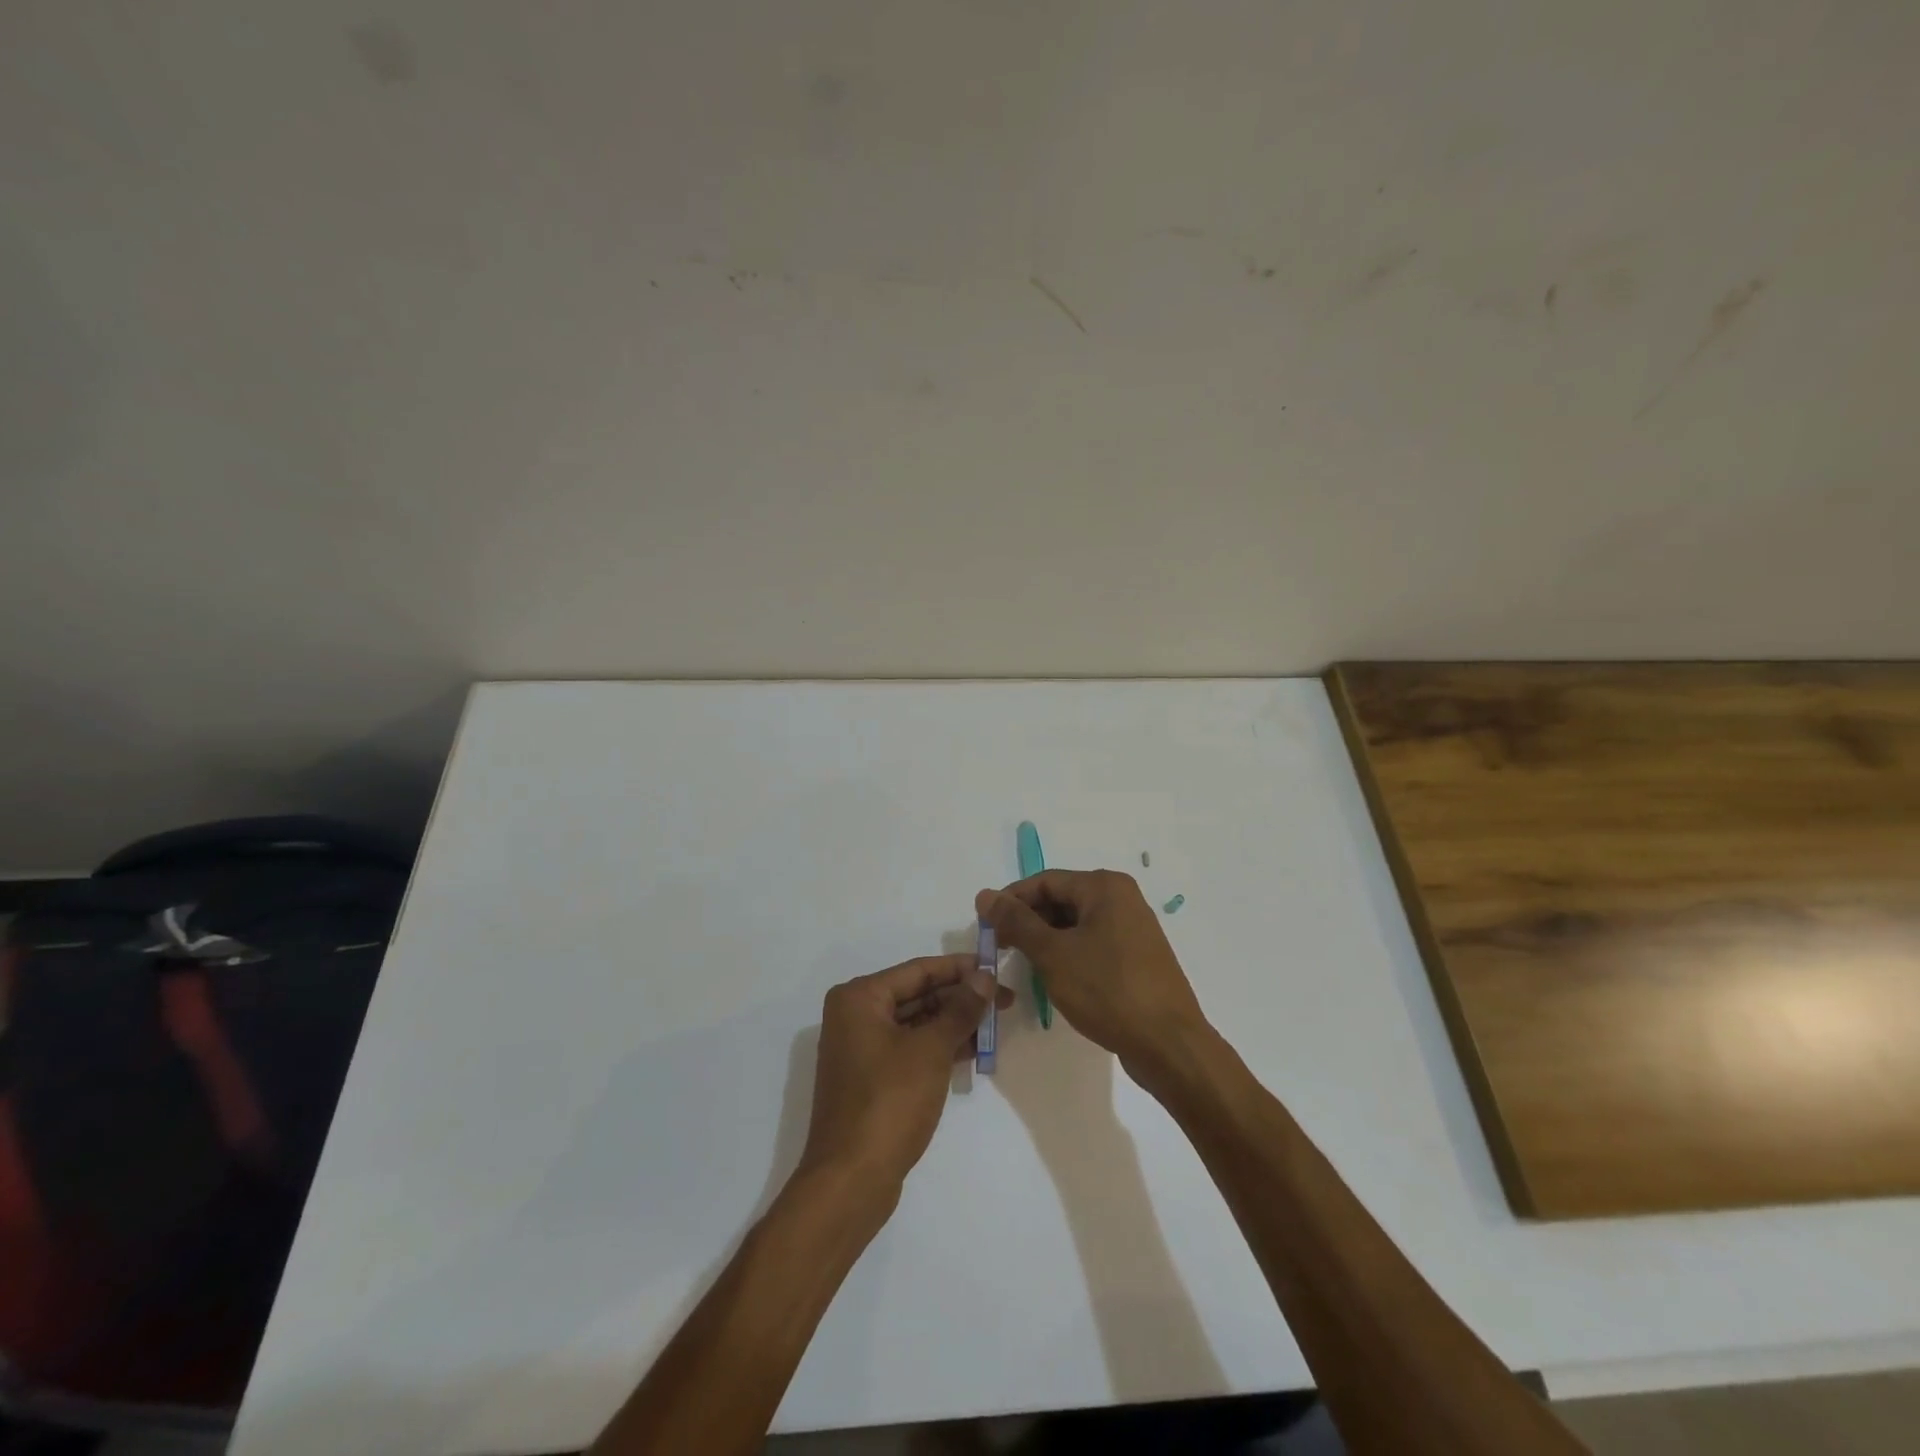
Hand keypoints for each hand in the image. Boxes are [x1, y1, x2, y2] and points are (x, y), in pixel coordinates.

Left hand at [796, 954, 1011, 1206]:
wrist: (851, 1179)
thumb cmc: (890, 1101)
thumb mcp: (931, 1050)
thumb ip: (960, 1009)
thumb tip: (985, 977)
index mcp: (860, 998)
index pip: (919, 971)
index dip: (960, 968)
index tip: (996, 967)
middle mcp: (855, 1016)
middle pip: (917, 995)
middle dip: (960, 997)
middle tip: (1004, 1000)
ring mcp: (861, 1049)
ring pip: (916, 1023)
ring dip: (954, 1023)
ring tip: (996, 1024)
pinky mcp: (871, 1078)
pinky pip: (911, 1048)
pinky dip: (940, 1047)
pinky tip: (973, 1050)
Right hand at [976, 870, 1210, 1079]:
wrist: (1168, 1044)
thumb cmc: (1107, 990)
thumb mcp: (1053, 954)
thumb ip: (1016, 922)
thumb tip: (985, 895)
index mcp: (1104, 887)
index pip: (1044, 881)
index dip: (1010, 901)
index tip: (984, 926)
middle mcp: (1121, 899)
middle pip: (1061, 900)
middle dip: (1028, 922)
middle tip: (1000, 948)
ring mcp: (1132, 928)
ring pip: (1076, 924)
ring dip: (1047, 940)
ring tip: (1023, 965)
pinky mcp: (1136, 957)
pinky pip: (1093, 944)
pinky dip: (1069, 954)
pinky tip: (1054, 978)